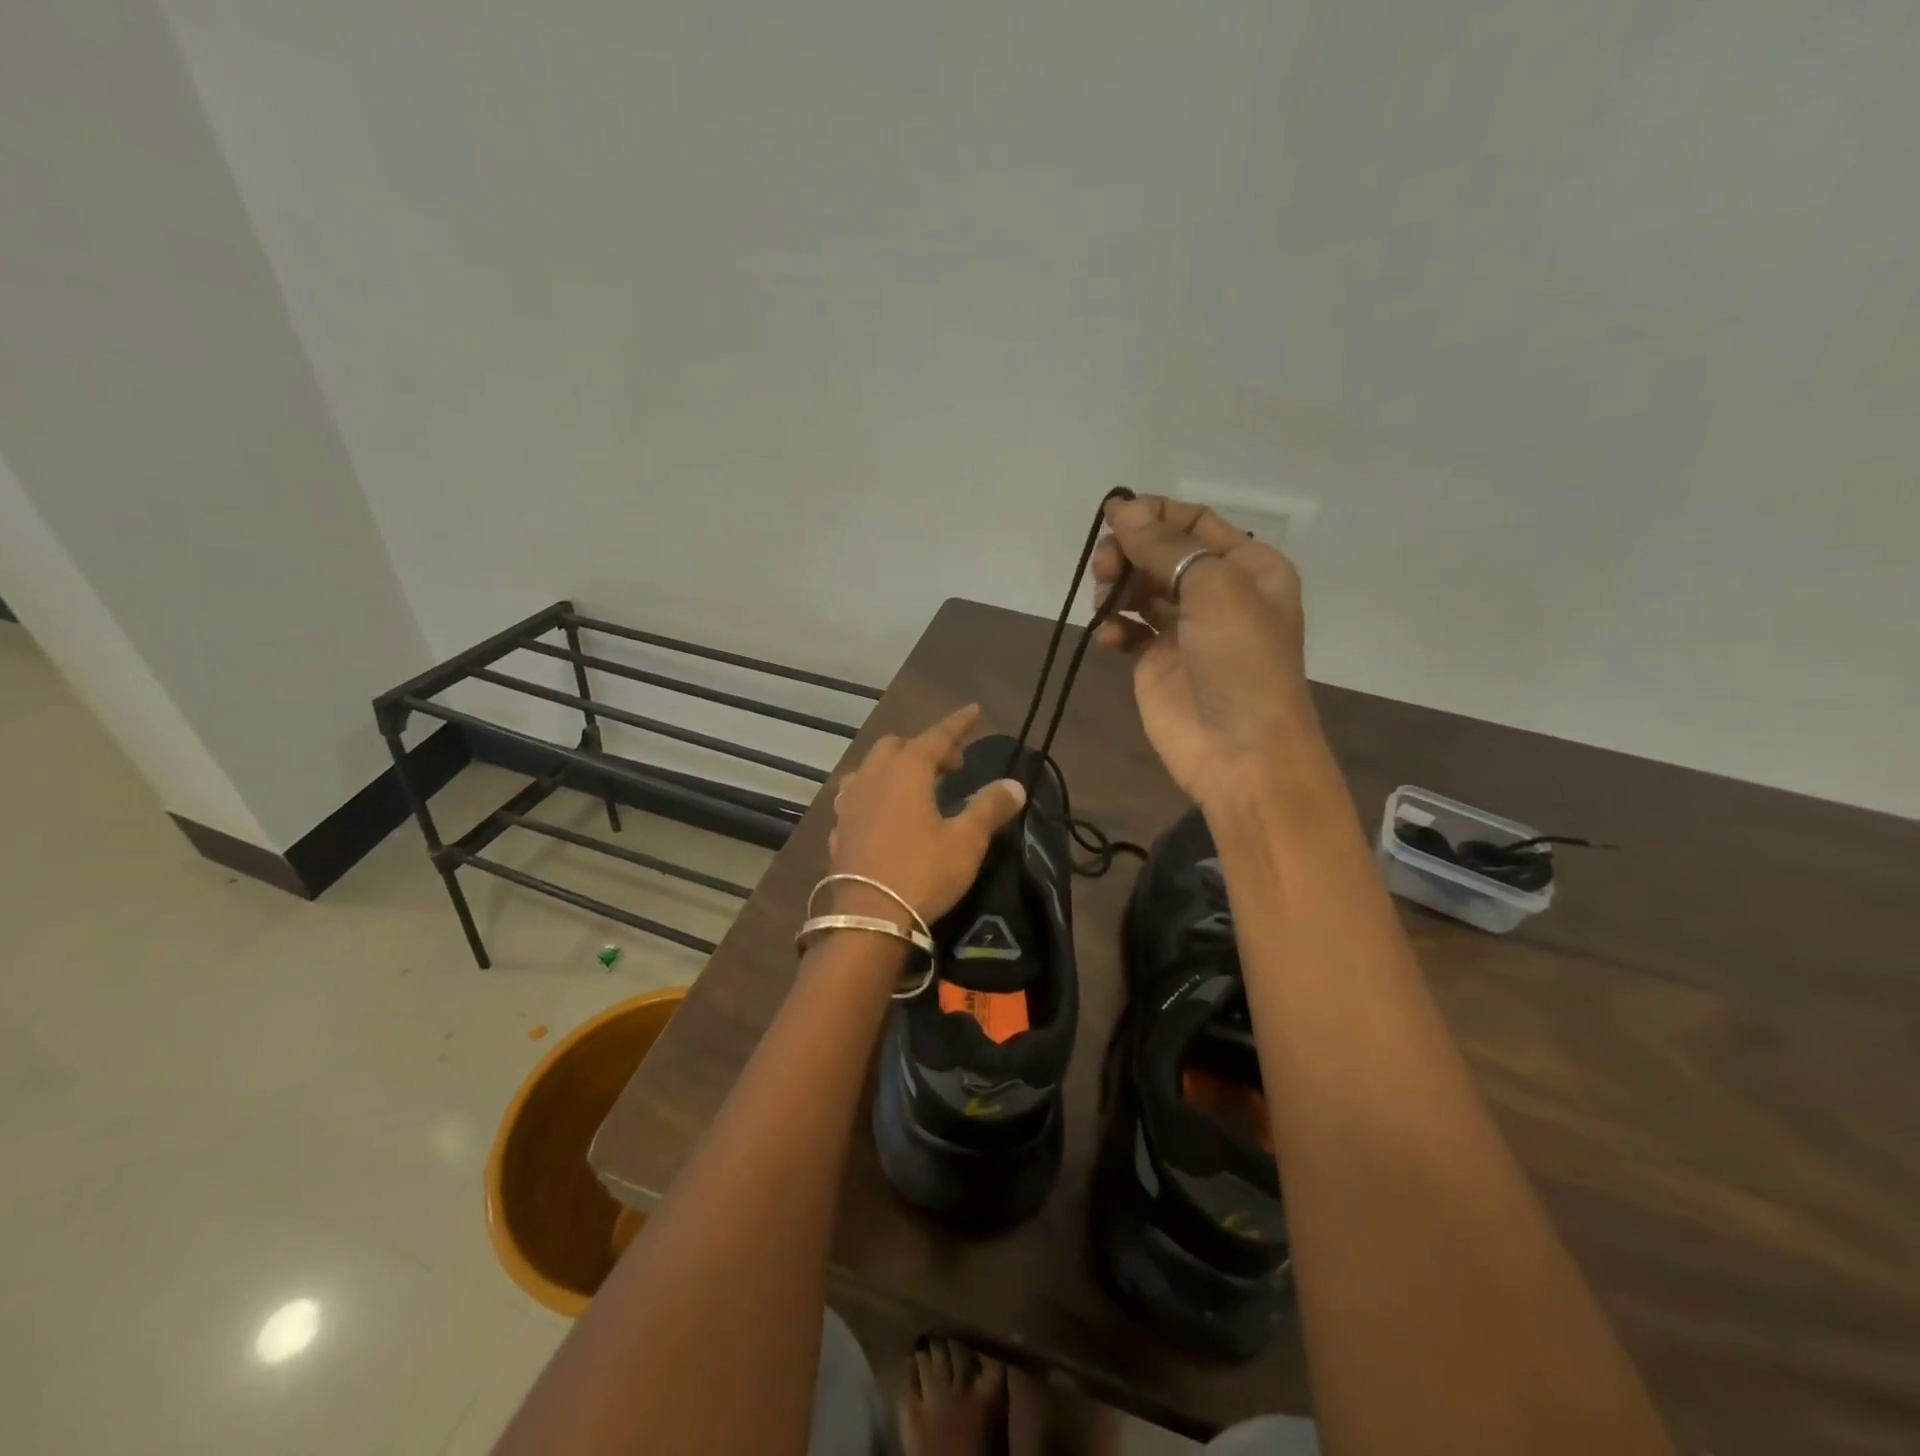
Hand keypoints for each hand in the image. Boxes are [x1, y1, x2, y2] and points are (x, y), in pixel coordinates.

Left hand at [827, 704, 1026, 924]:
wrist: (868, 919)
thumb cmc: (922, 873)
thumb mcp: (966, 842)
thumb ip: (989, 808)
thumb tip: (1015, 785)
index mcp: (906, 772)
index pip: (936, 736)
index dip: (957, 724)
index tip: (973, 710)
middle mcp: (873, 778)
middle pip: (896, 747)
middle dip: (924, 748)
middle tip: (950, 767)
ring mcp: (850, 804)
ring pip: (870, 769)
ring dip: (894, 768)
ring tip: (914, 787)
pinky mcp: (839, 831)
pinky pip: (857, 799)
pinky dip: (875, 795)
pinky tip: (884, 815)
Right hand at [1091, 494, 1319, 810]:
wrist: (1241, 751)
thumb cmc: (1240, 660)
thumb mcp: (1214, 588)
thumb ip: (1165, 547)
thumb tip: (1122, 509)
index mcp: (1248, 567)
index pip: (1194, 522)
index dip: (1153, 514)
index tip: (1110, 517)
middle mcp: (1217, 592)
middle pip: (1161, 553)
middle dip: (1130, 551)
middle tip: (1105, 566)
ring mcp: (1184, 628)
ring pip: (1140, 587)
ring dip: (1117, 585)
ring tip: (1105, 600)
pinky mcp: (1157, 661)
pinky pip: (1128, 628)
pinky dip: (1113, 626)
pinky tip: (1108, 637)